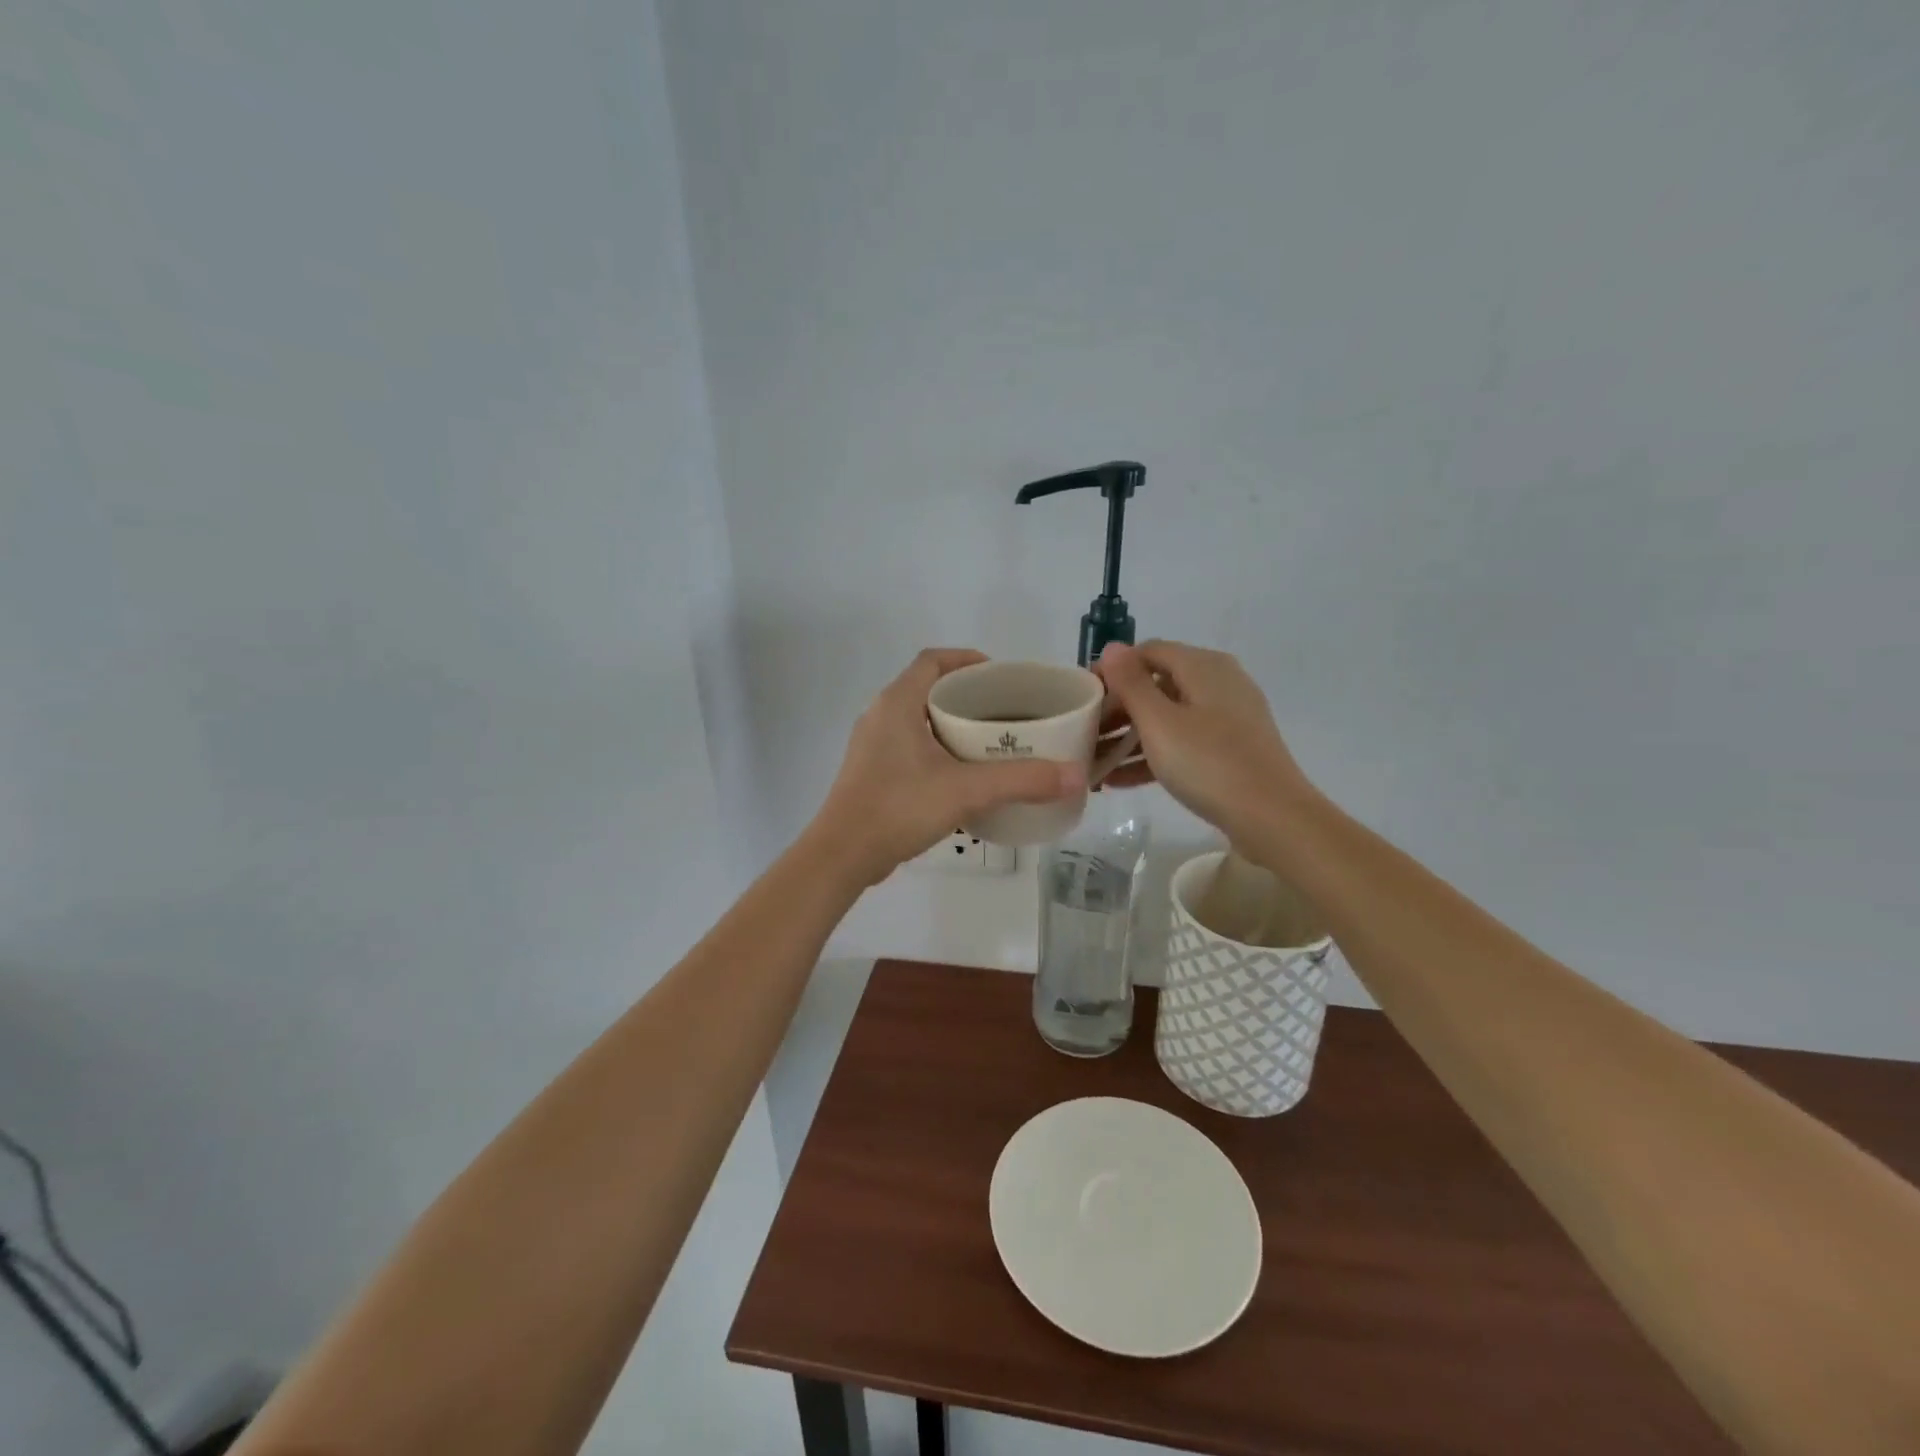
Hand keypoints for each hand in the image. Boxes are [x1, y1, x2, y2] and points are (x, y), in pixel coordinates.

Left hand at [812, 649, 1084, 886]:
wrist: (843, 855)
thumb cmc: (899, 808)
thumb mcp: (966, 790)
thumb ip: (1021, 780)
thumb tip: (1077, 776)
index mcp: (897, 703)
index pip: (933, 660)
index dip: (967, 659)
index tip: (1000, 674)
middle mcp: (880, 715)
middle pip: (927, 688)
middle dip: (967, 695)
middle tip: (1005, 711)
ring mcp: (872, 745)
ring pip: (918, 719)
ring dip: (951, 724)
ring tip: (991, 741)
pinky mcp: (871, 772)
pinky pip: (910, 746)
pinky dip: (937, 748)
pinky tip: (962, 774)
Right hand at [1094, 640, 1314, 843]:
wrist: (1273, 817)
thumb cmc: (1209, 763)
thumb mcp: (1160, 723)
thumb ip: (1132, 683)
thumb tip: (1113, 647)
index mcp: (1203, 666)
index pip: (1147, 652)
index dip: (1112, 671)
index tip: (1082, 698)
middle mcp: (1218, 683)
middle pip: (1156, 685)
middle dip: (1117, 709)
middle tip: (1084, 734)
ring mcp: (1227, 717)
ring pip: (1167, 717)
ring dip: (1129, 737)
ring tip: (1095, 762)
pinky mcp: (1230, 748)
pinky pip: (1183, 742)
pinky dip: (1153, 755)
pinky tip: (1120, 781)